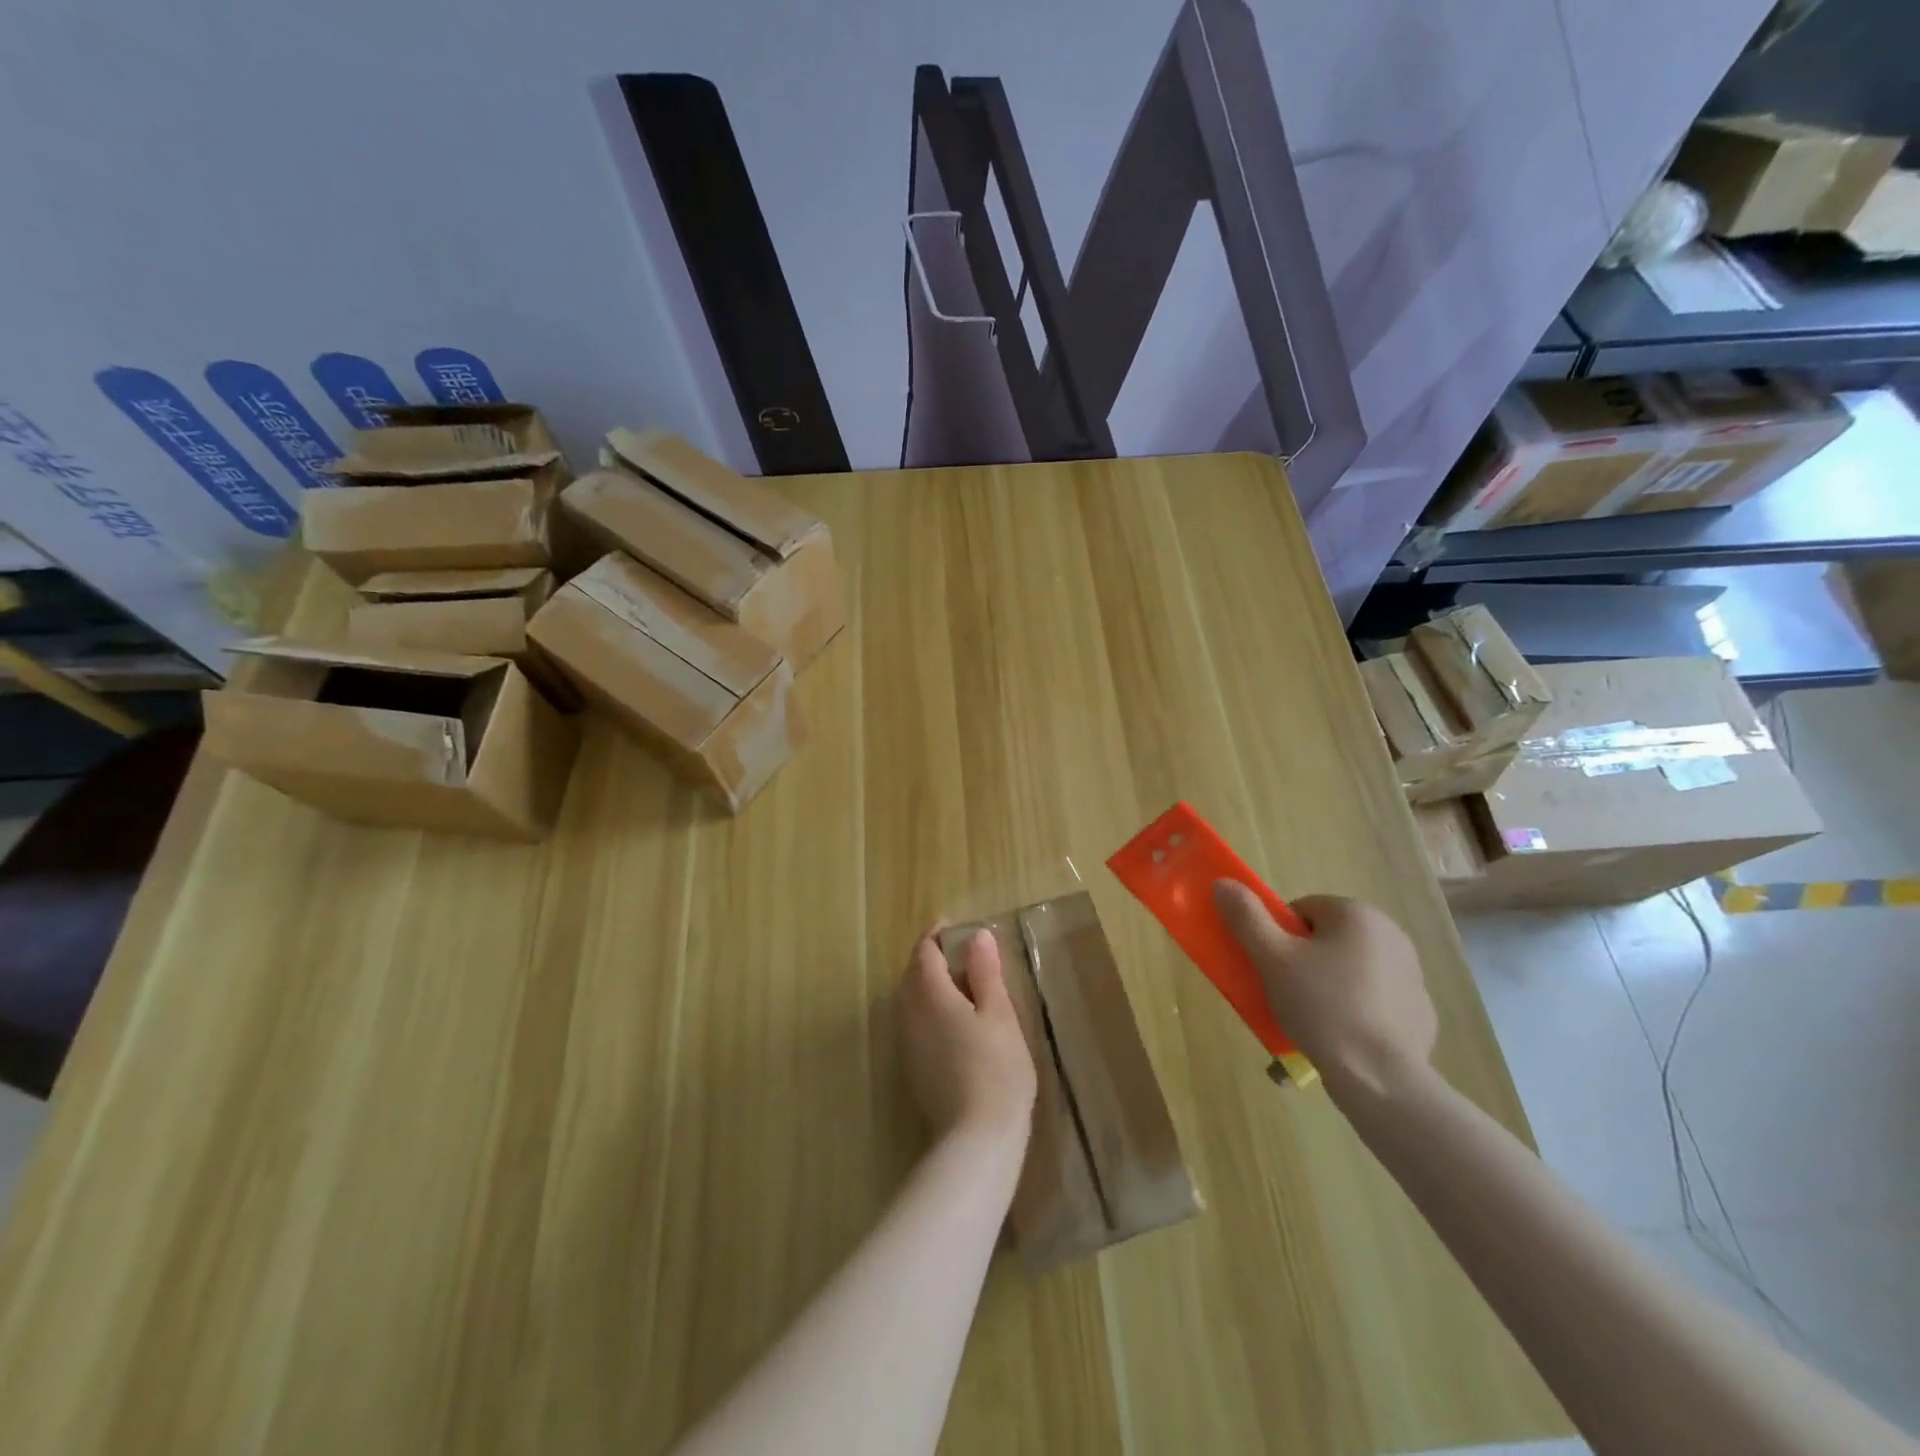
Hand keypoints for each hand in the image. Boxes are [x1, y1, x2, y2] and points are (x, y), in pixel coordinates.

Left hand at [898, 929, 1036, 1152]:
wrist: (977, 1139)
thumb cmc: (996, 1068)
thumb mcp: (999, 1014)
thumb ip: (985, 972)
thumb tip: (977, 936)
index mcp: (930, 995)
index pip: (924, 952)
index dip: (937, 935)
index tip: (953, 926)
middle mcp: (910, 1014)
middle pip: (912, 974)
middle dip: (930, 957)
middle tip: (959, 952)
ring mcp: (908, 1043)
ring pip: (910, 999)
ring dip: (928, 984)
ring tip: (960, 982)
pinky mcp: (913, 1067)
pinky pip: (914, 1022)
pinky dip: (928, 1008)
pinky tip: (953, 1020)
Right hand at [1212, 885, 1437, 1102]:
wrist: (1381, 1078)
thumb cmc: (1322, 1006)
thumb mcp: (1271, 959)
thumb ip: (1246, 917)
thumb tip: (1223, 883)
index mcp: (1357, 914)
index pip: (1302, 910)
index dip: (1279, 937)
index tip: (1273, 967)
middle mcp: (1390, 934)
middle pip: (1326, 938)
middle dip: (1303, 962)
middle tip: (1286, 994)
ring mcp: (1410, 974)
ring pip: (1349, 969)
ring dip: (1327, 986)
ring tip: (1309, 1022)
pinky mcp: (1419, 1011)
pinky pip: (1373, 1000)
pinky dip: (1355, 1011)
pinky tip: (1341, 1038)